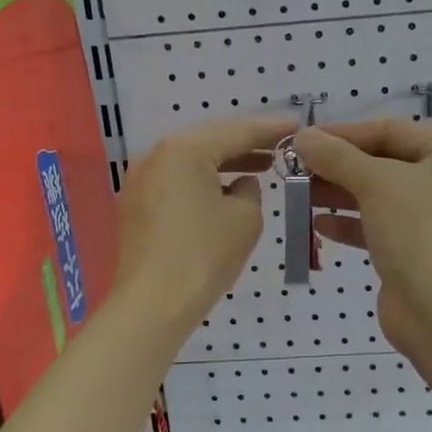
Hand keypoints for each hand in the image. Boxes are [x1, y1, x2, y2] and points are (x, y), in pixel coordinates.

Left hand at [112, 115, 296, 331]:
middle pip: (209, 139)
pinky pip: (176, 180)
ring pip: (190, 159)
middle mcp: (156, 155)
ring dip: (224, 161)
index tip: (296, 127)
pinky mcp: (136, 205)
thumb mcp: (245, 218)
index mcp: (184, 150)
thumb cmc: (204, 256)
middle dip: (245, 141)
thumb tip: (239, 184)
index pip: (236, 131)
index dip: (269, 130)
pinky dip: (202, 179)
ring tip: (259, 166)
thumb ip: (250, 190)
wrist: (152, 305)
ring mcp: (140, 180)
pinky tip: (224, 190)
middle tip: (278, 144)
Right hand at [292, 119, 431, 351]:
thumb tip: (302, 136)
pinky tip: (319, 225)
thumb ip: (337, 156)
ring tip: (300, 192)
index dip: (346, 132)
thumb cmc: (418, 230)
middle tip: (296, 166)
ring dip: (339, 193)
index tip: (304, 138)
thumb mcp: (376, 182)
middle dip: (339, 165)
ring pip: (378, 196)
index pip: (392, 131)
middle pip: (384, 162)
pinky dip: (349, 223)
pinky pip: (378, 227)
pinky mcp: (415, 252)